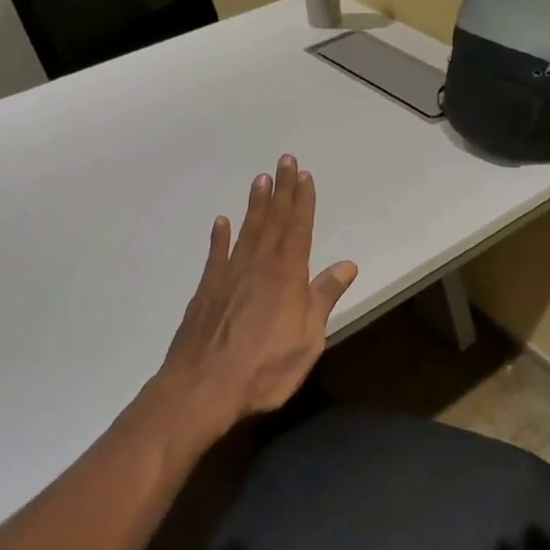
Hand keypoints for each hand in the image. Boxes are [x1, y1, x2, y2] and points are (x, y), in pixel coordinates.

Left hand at [150, 154, 357, 443]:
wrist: (202, 388)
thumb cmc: (265, 370)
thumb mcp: (308, 339)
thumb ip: (324, 298)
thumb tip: (347, 265)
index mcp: (287, 277)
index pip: (298, 229)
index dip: (303, 201)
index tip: (304, 175)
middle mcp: (258, 266)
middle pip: (273, 221)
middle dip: (281, 190)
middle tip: (285, 161)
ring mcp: (228, 276)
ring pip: (246, 230)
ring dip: (255, 204)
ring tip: (260, 179)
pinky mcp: (206, 290)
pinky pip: (216, 254)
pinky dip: (219, 236)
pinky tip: (221, 221)